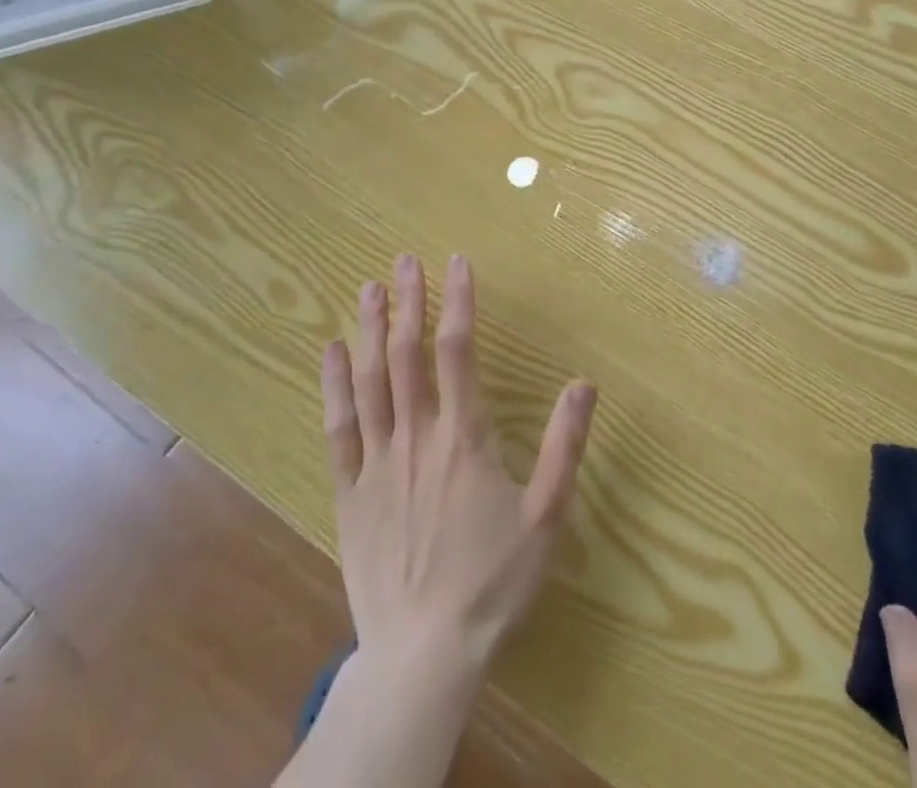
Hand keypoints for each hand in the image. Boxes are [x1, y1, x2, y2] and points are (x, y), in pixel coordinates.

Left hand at [321, 253, 596, 681]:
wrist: (423, 655)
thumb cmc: (492, 582)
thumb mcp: (546, 516)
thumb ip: (564, 445)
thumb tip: (584, 383)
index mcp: (464, 437)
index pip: (458, 351)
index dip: (458, 301)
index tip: (456, 262)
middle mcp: (417, 436)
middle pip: (408, 354)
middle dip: (408, 302)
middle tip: (405, 260)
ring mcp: (378, 462)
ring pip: (370, 381)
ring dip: (371, 330)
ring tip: (369, 287)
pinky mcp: (350, 492)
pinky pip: (339, 427)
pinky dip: (334, 385)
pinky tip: (333, 351)